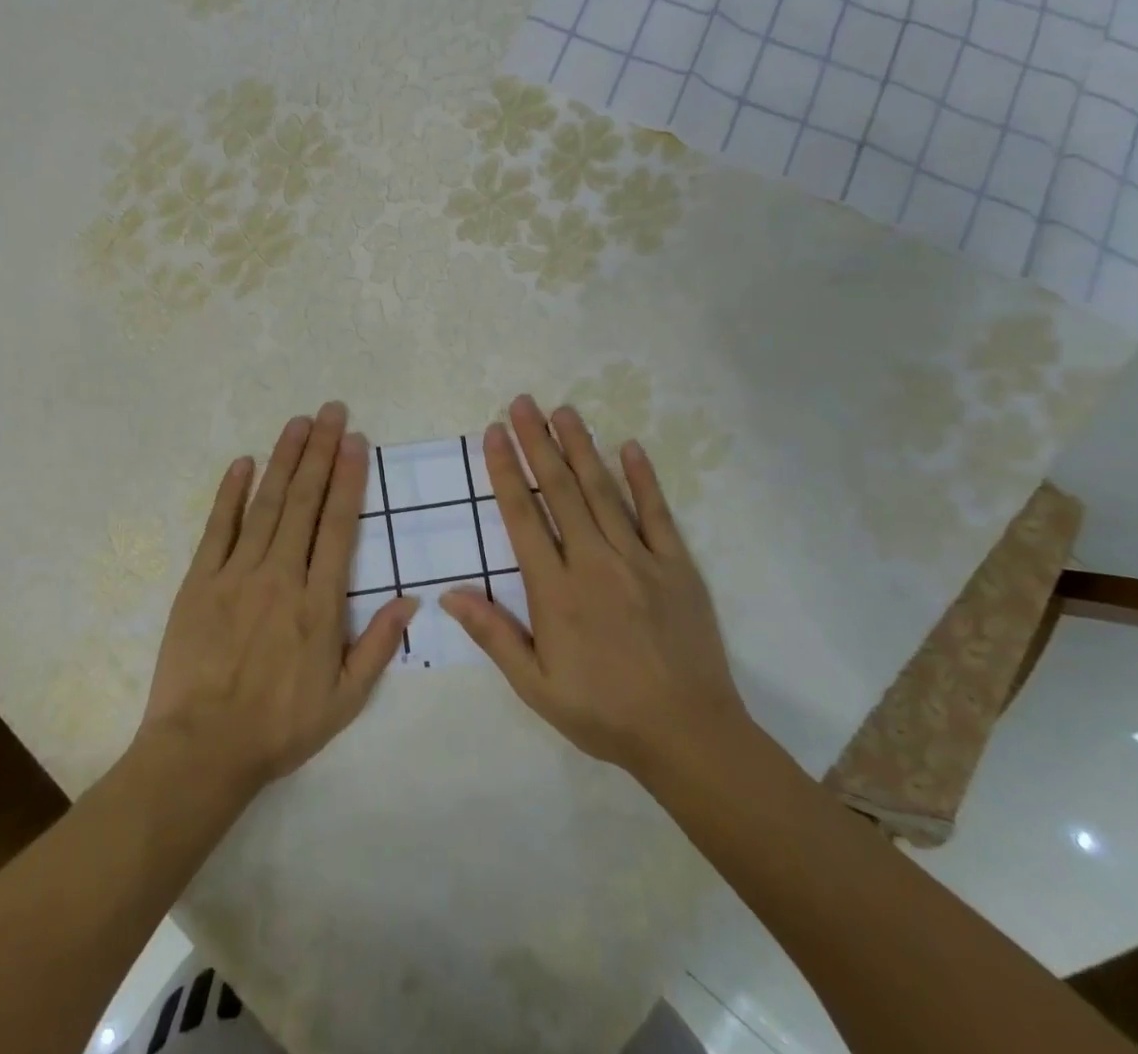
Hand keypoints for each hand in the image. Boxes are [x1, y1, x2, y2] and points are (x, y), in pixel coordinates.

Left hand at [138, 402, 415, 799]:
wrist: (202, 749)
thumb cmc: (279, 726)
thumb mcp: (345, 700)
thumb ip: (379, 645)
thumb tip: (411, 598)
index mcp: (319, 603)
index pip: (339, 526)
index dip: (349, 480)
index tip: (356, 442)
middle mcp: (281, 576)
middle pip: (304, 502)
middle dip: (321, 453)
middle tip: (331, 411)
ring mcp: (237, 574)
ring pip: (266, 504)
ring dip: (283, 459)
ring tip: (298, 423)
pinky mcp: (200, 581)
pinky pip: (218, 528)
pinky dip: (231, 493)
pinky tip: (242, 462)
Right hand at [442, 395, 753, 783]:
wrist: (689, 735)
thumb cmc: (603, 712)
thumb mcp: (536, 687)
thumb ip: (494, 636)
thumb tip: (449, 594)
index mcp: (555, 590)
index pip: (523, 516)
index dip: (505, 470)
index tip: (494, 432)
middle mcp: (594, 562)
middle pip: (559, 490)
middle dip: (538, 442)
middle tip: (523, 403)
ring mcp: (639, 559)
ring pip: (603, 492)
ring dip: (581, 447)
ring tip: (563, 410)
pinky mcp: (676, 566)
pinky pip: (657, 513)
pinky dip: (642, 478)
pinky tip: (629, 446)